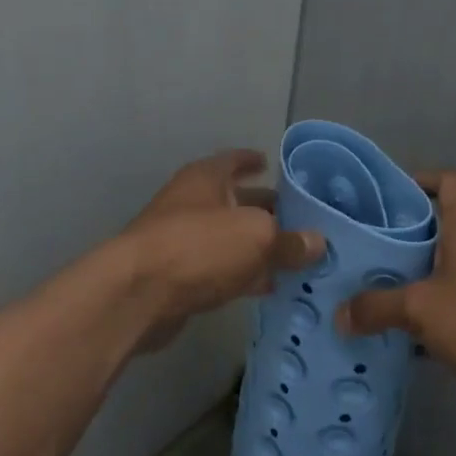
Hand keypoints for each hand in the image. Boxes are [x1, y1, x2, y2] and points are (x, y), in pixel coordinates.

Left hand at [122, 149, 322, 352]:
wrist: (137, 294)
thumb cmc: (199, 246)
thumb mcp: (256, 237)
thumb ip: (289, 240)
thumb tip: (318, 243)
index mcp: (206, 179)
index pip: (234, 160)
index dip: (253, 160)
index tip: (271, 164)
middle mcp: (192, 204)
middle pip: (235, 202)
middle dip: (265, 209)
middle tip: (300, 218)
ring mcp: (182, 241)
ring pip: (230, 239)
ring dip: (257, 247)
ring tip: (294, 255)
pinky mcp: (180, 277)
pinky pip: (221, 270)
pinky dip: (244, 275)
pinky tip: (269, 286)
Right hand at [337, 170, 455, 410]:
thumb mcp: (422, 307)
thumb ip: (378, 307)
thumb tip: (340, 314)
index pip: (450, 183)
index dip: (423, 179)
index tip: (390, 193)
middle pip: (440, 231)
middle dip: (403, 239)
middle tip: (362, 252)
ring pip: (445, 273)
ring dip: (414, 282)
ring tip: (372, 295)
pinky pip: (455, 308)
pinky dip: (431, 317)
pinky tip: (403, 337)